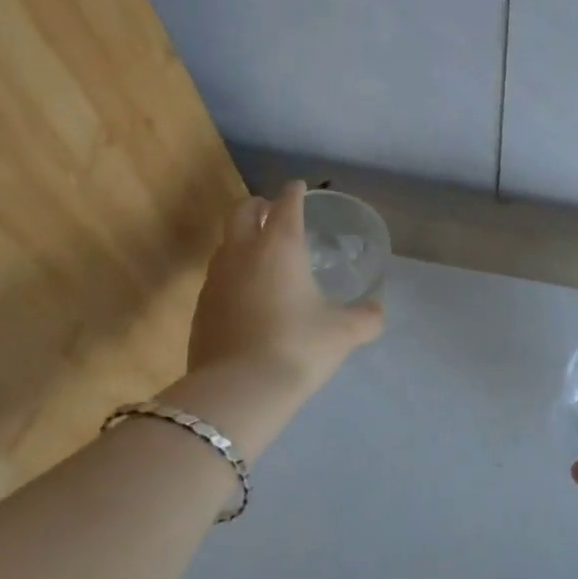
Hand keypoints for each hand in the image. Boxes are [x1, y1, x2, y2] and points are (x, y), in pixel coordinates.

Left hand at [181, 180, 384, 406]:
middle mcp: (243, 252)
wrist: (238, 390)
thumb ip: (365, 317)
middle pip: (242, 211)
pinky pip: (217, 276)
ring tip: (260, 253)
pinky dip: (232, 273)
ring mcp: (215, 279)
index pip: (286, 205)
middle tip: (273, 211)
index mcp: (280, 246)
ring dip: (241, 238)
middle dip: (258, 205)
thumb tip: (377, 311)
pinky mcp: (200, 307)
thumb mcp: (343, 332)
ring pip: (225, 243)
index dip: (295, 193)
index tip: (300, 188)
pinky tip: (246, 295)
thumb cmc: (298, 347)